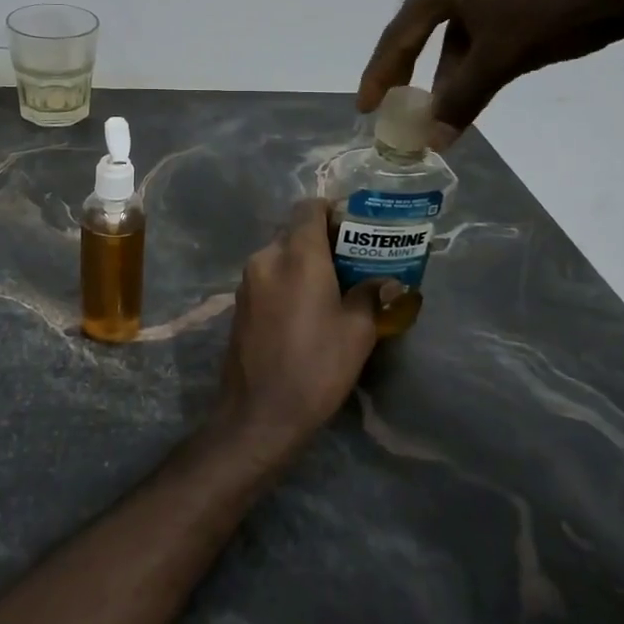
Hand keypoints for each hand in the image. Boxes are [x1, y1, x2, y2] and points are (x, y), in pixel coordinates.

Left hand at [216, 200, 384, 453]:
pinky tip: (305, 308)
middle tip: (351, 261)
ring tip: (332, 287)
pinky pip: (268, 277)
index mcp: (297, 255)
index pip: (309, 208)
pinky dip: (287, 280)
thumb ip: (370, 295)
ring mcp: (247, 282)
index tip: (355, 228)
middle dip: (322, 239)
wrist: (259, 415)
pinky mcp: (238, 304)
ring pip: (279, 255)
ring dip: (304, 261)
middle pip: (294, 231)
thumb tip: (384, 281)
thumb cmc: (316, 368)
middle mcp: (266, 258)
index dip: (332, 210)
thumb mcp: (357, 332)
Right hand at [357, 0, 623, 139]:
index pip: (401, 32)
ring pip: (468, 20)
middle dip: (421, 70)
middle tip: (409, 103)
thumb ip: (461, 100)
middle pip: (432, 25)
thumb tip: (433, 143)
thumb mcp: (499, 59)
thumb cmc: (551, 10)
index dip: (381, 72)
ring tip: (459, 97)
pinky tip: (498, 65)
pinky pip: (496, 10)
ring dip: (459, 61)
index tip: (367, 107)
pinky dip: (488, 43)